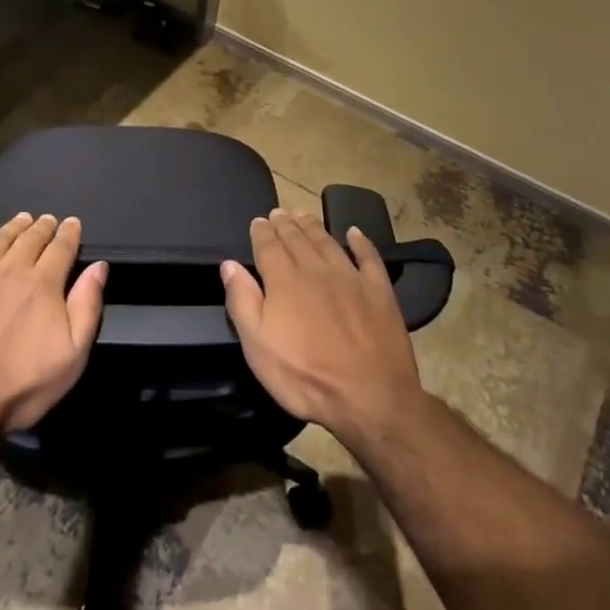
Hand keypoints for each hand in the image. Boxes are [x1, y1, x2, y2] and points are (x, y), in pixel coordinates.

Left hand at [0, 213, 107, 437]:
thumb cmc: (19, 386)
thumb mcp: (72, 356)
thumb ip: (87, 307)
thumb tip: (99, 267)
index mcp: (43, 284)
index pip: (60, 249)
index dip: (68, 234)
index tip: (72, 223)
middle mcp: (10, 270)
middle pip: (30, 239)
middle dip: (42, 227)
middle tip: (47, 219)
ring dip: (12, 227)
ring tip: (21, 218)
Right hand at [221, 208, 425, 447]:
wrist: (369, 396)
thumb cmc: (305, 376)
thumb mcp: (258, 346)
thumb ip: (242, 301)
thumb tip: (230, 264)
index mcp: (284, 281)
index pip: (269, 246)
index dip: (262, 232)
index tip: (258, 220)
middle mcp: (316, 270)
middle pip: (298, 239)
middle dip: (285, 224)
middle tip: (279, 212)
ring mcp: (351, 277)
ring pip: (328, 242)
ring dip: (313, 226)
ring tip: (303, 214)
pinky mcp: (379, 291)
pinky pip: (369, 257)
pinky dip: (361, 242)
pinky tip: (354, 233)